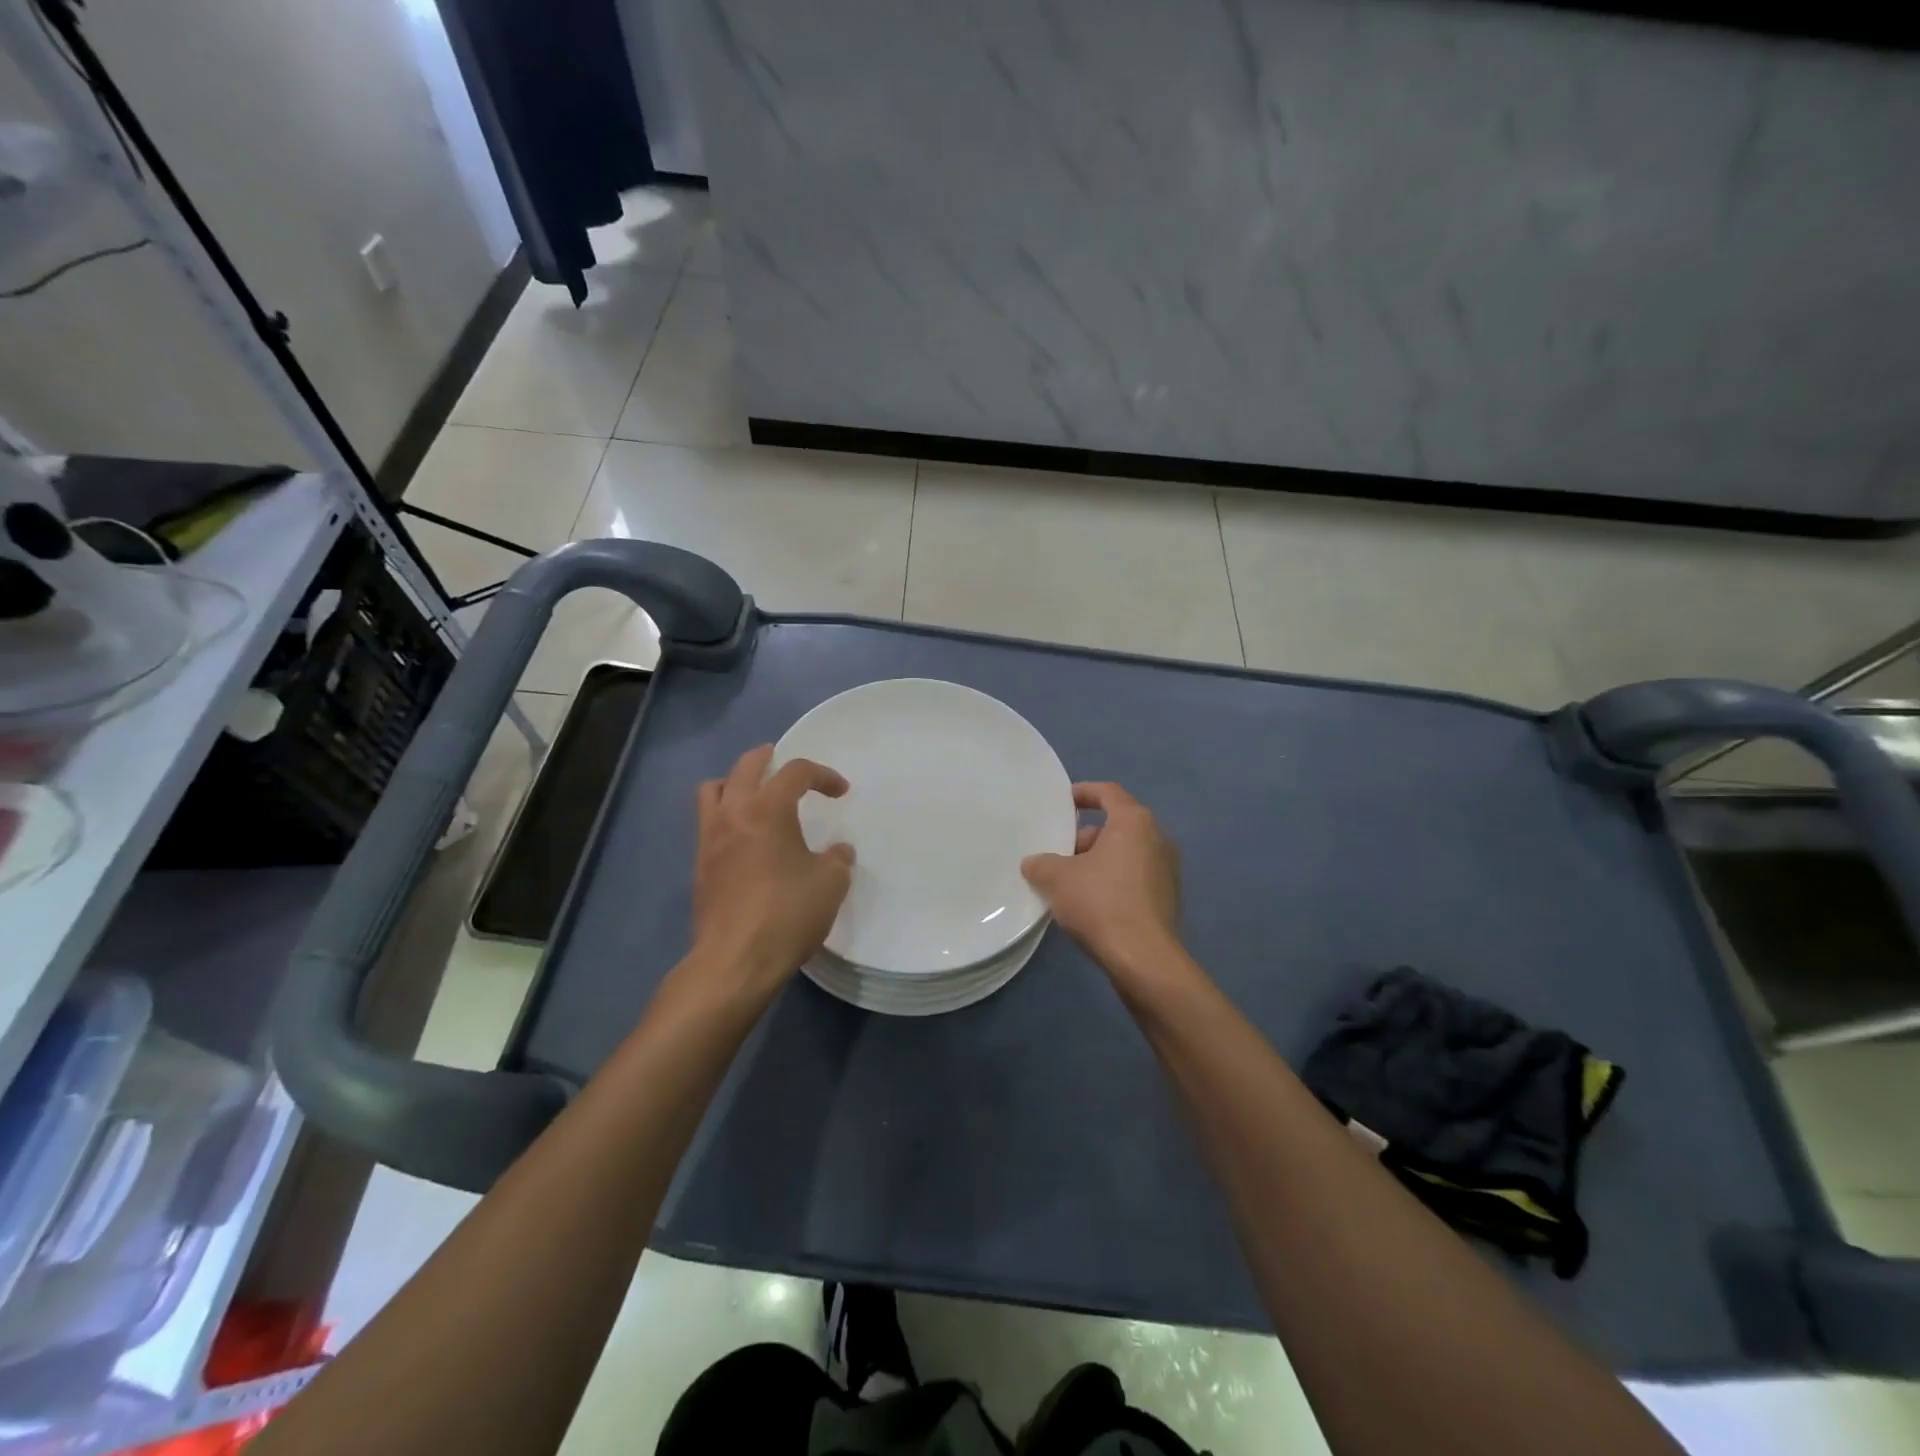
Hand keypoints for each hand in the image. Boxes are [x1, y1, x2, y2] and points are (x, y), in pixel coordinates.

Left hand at [689, 744, 853, 1000]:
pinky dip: (727, 815)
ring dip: (737, 783)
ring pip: (715, 789)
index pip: (796, 772)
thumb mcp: (830, 884)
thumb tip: (837, 852)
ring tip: (756, 796)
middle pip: (746, 766)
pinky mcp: (700, 864)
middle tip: (786, 766)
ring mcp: (710, 838)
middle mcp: (734, 813)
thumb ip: (838, 859)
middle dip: (769, 759)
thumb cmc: (787, 914)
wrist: (734, 961)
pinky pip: (709, 821)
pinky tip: (746, 837)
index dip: (822, 775)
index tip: (840, 791)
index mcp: (768, 809)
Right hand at [1022, 782, 1181, 975]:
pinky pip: (1135, 877)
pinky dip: (1113, 881)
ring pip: (1126, 853)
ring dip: (1098, 861)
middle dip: (1085, 837)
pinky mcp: (1168, 898)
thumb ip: (1041, 863)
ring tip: (1069, 882)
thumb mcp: (1057, 878)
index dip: (1083, 792)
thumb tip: (1034, 863)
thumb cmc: (1100, 902)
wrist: (1143, 957)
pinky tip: (1091, 904)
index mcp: (1134, 822)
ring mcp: (1167, 869)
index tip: (1063, 801)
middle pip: (1117, 825)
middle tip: (1059, 853)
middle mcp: (1158, 838)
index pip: (1108, 792)